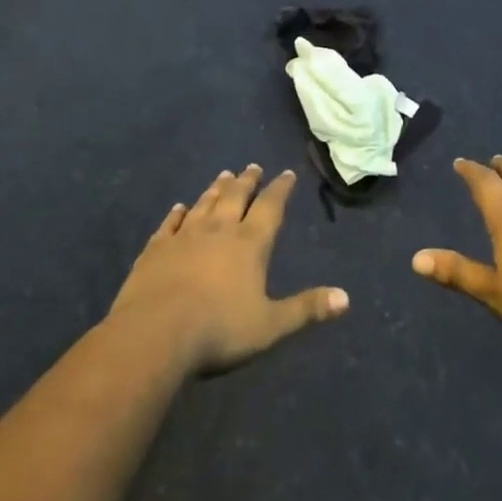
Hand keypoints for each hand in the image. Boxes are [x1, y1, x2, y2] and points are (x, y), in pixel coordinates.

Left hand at [110, 165, 347, 374]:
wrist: (155, 334)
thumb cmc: (219, 330)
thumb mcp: (270, 325)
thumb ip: (306, 309)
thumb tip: (346, 298)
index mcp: (249, 244)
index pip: (270, 208)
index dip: (280, 190)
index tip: (286, 173)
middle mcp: (218, 230)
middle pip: (235, 197)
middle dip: (247, 181)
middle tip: (252, 166)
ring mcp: (184, 237)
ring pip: (204, 204)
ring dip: (215, 189)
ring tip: (223, 174)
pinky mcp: (155, 249)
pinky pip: (169, 223)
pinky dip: (176, 213)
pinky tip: (179, 207)